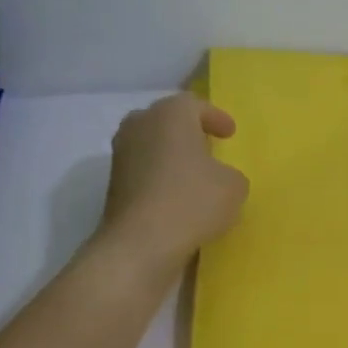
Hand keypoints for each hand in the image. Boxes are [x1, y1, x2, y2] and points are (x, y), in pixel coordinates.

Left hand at [100, 94, 248, 273]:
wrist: (141, 243)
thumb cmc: (193, 201)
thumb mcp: (234, 186)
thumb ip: (231, 174)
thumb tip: (218, 178)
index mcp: (170, 114)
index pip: (195, 104)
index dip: (216, 118)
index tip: (230, 133)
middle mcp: (140, 125)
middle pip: (167, 120)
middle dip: (188, 132)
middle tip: (208, 146)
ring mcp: (121, 155)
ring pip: (152, 145)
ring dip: (172, 155)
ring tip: (194, 174)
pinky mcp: (113, 184)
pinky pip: (143, 170)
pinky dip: (160, 177)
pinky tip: (178, 195)